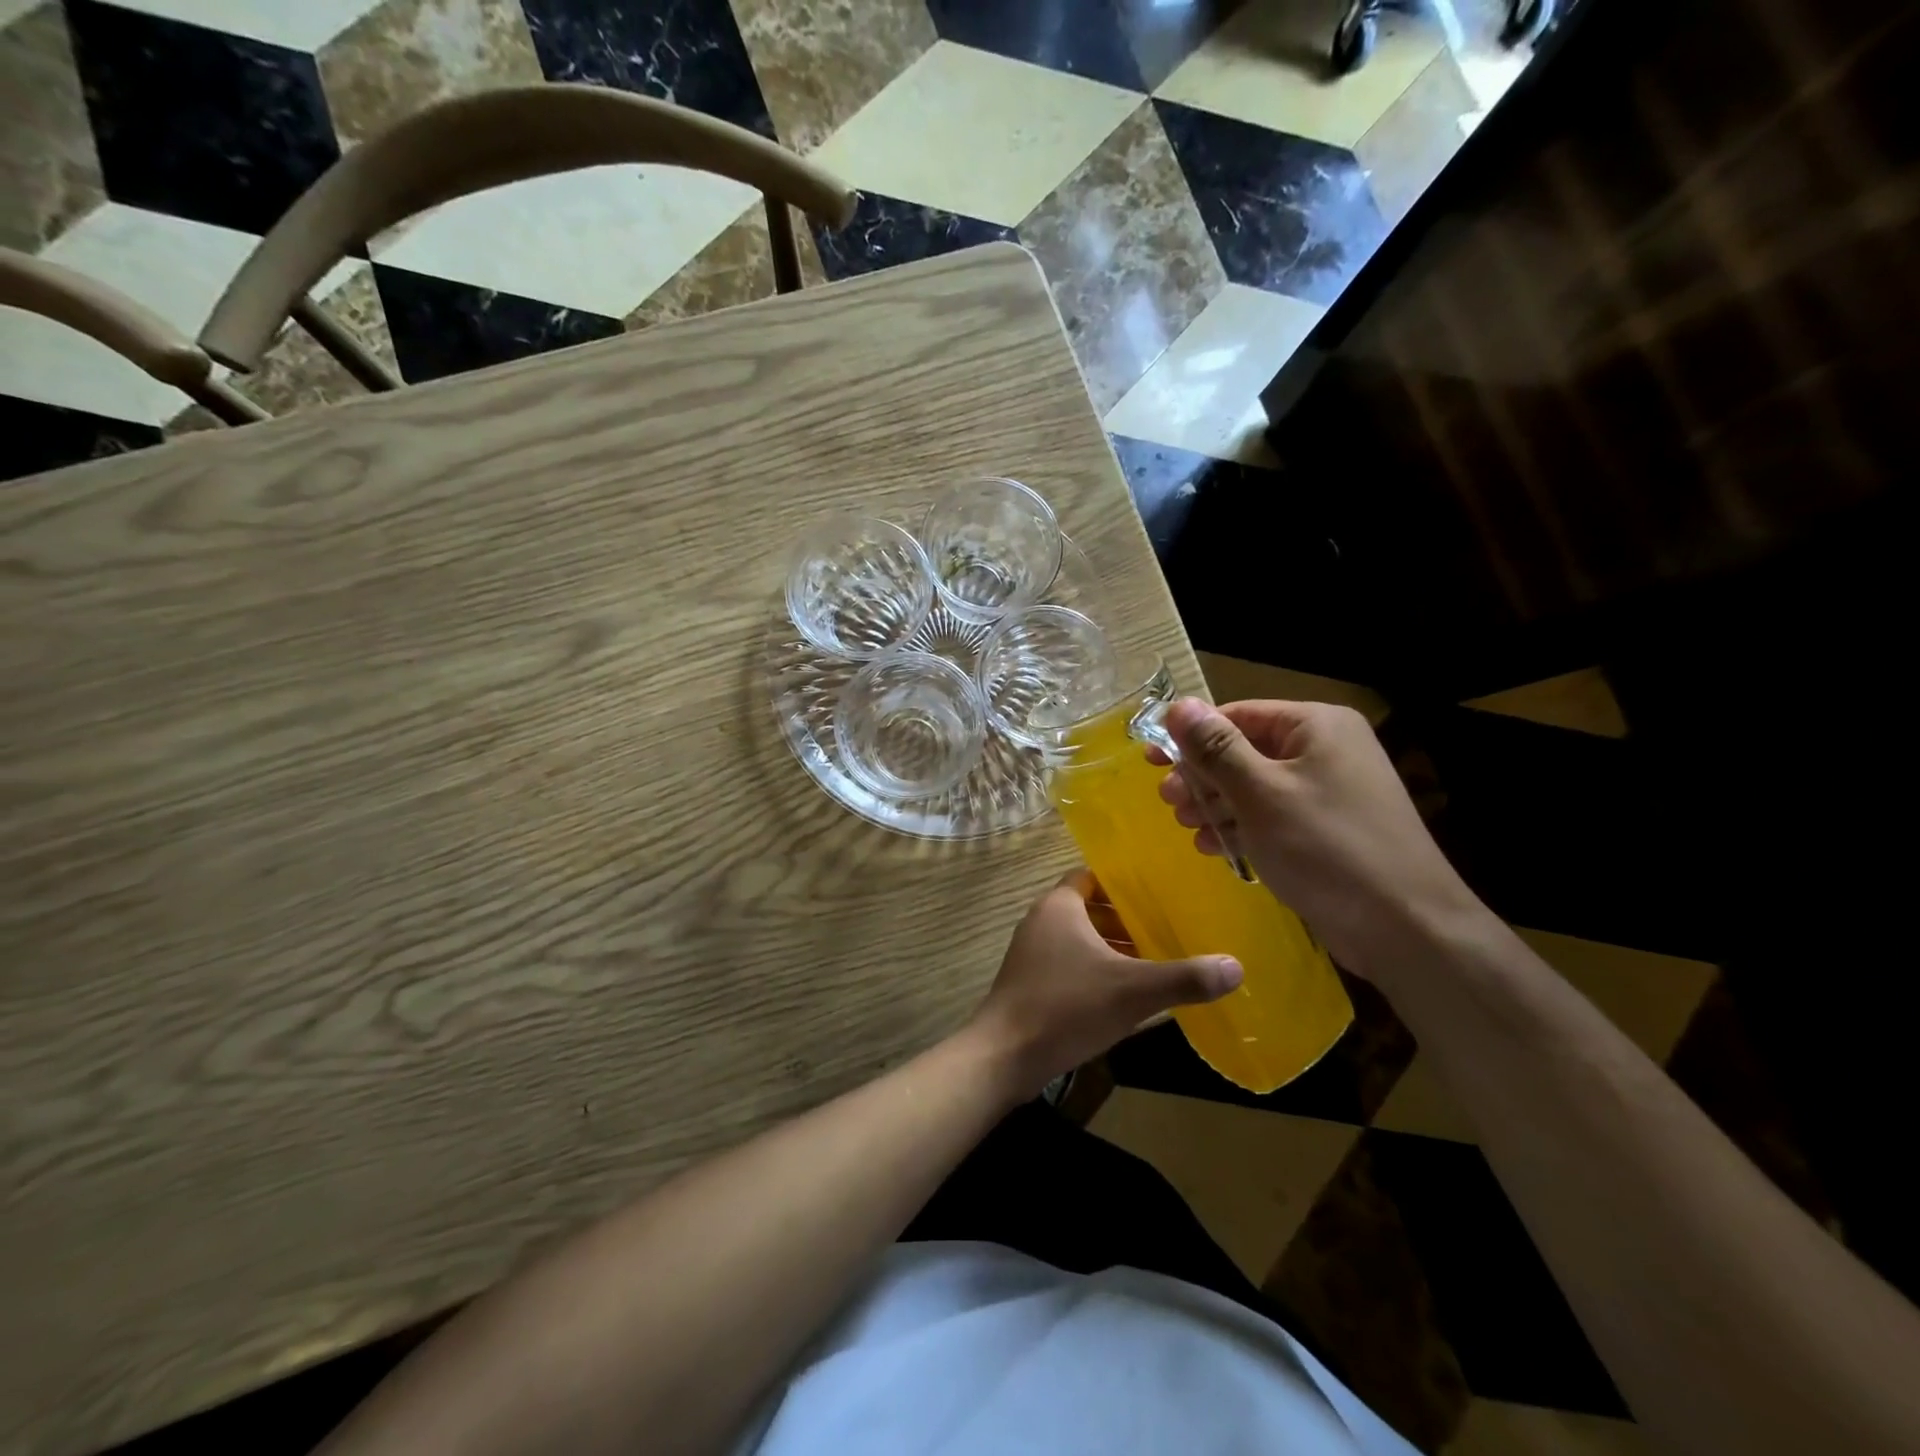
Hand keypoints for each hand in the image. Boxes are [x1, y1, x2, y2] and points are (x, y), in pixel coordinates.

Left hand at [968, 870, 1242, 1098]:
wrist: (1005, 1055)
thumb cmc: (1066, 1007)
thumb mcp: (1132, 991)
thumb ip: (1183, 978)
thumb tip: (1236, 967)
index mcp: (1059, 906)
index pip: (1092, 877)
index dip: (1124, 884)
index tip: (1159, 893)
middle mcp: (1042, 921)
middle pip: (1089, 908)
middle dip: (1125, 920)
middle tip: (1167, 928)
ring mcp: (1032, 953)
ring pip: (1080, 939)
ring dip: (1112, 948)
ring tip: (1154, 961)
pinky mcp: (1030, 982)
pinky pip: (1069, 964)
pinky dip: (1095, 970)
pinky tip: (1124, 994)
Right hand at [1157, 698, 1484, 983]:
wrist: (1404, 927)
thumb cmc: (1325, 848)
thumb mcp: (1260, 793)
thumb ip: (1216, 748)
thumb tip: (1178, 705)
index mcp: (1315, 726)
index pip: (1237, 716)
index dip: (1190, 737)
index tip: (1151, 762)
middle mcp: (1324, 750)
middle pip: (1244, 751)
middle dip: (1202, 777)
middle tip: (1169, 803)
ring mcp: (1328, 792)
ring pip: (1254, 787)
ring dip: (1215, 805)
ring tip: (1187, 827)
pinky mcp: (1326, 830)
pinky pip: (1272, 815)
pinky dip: (1241, 827)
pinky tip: (1213, 847)